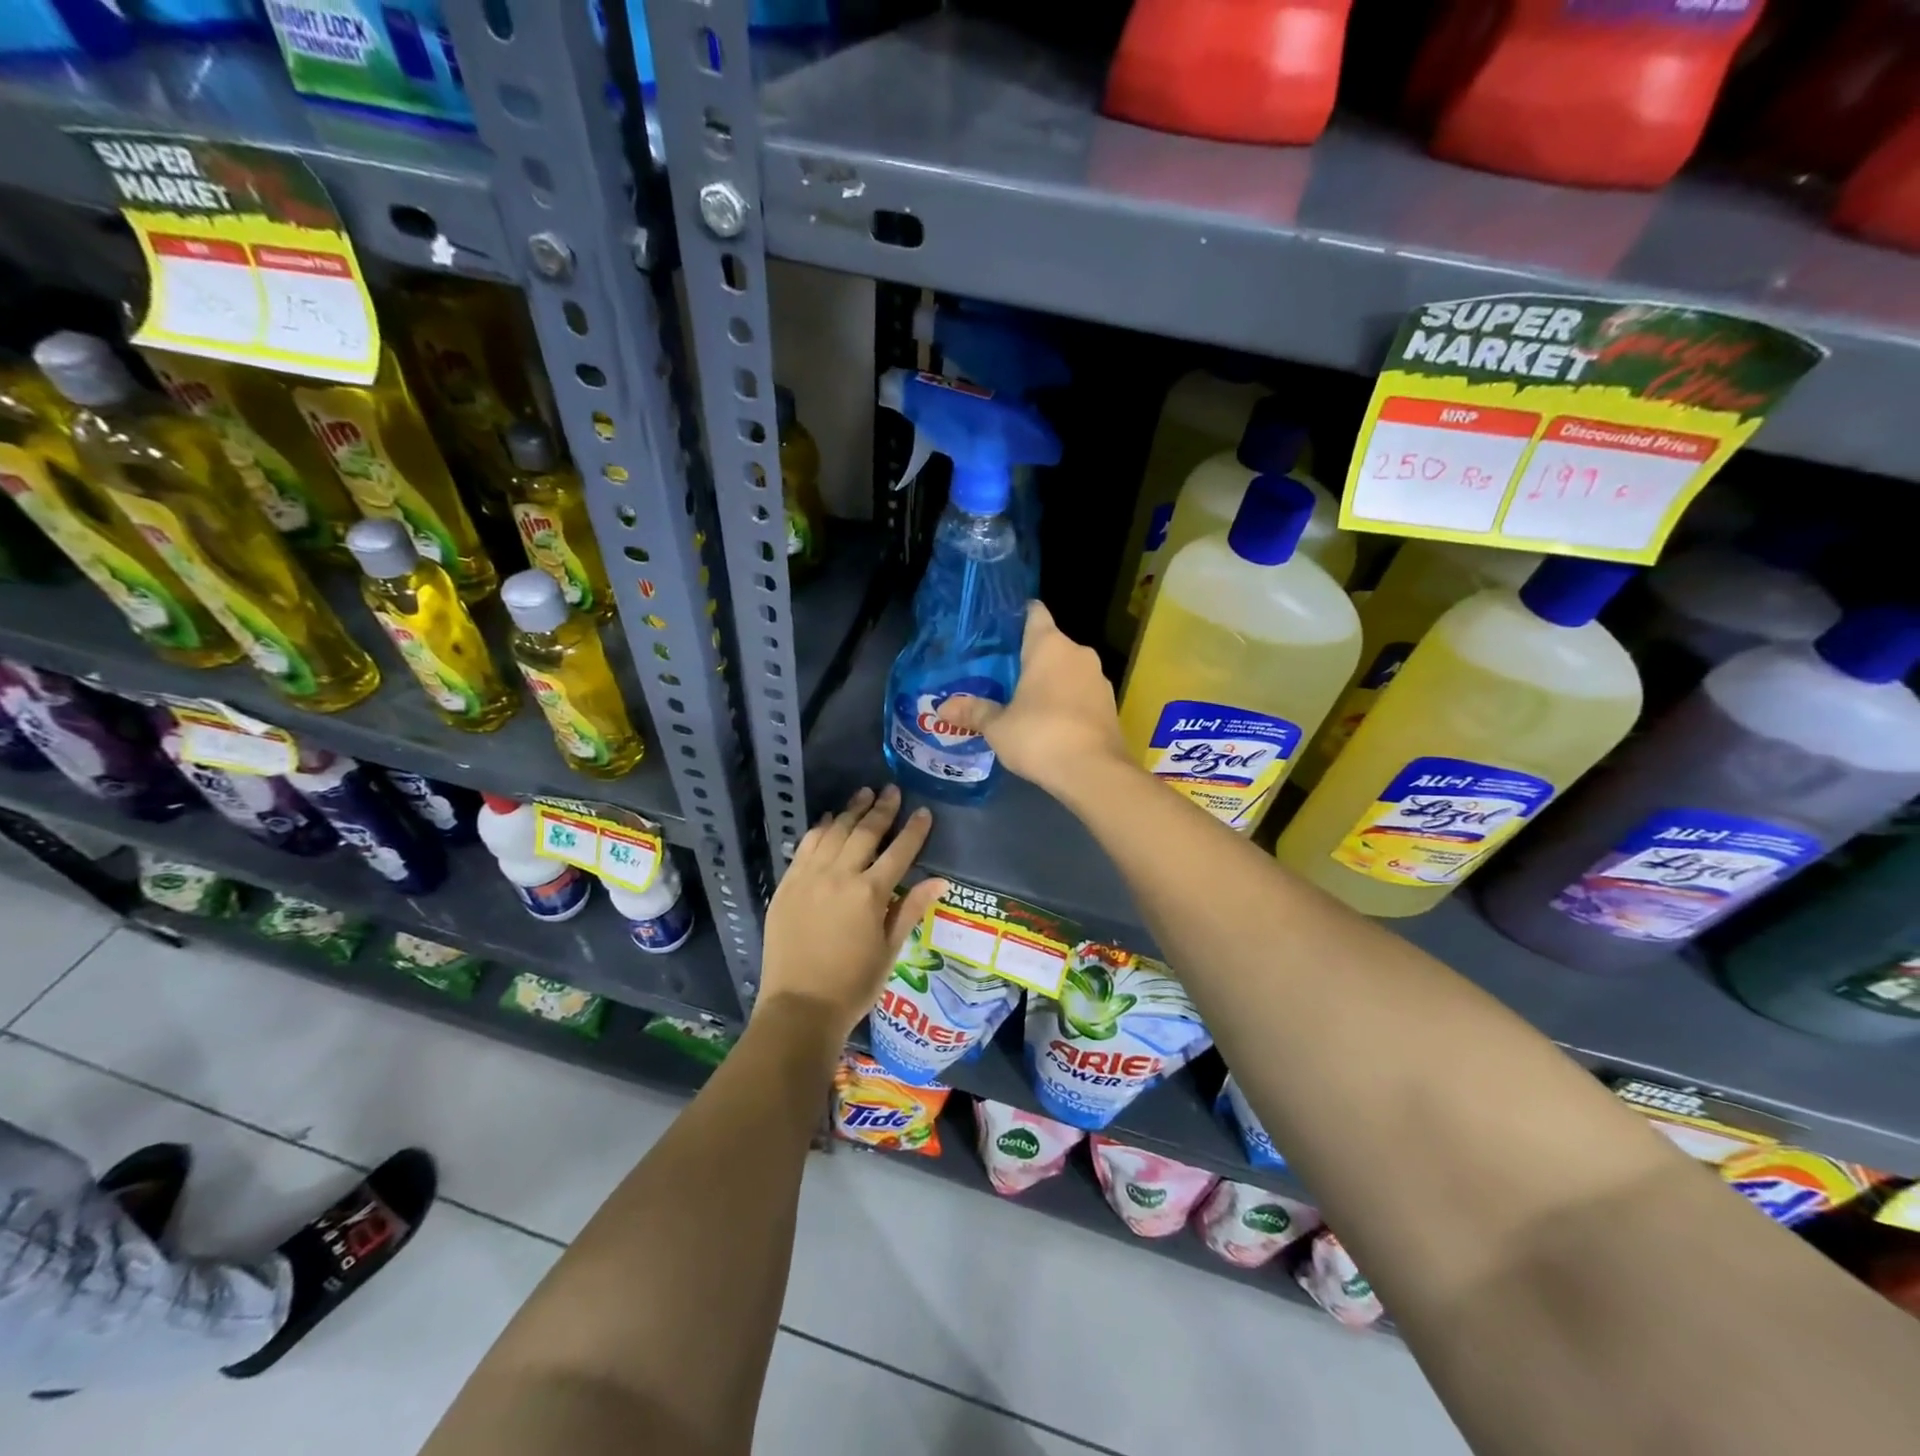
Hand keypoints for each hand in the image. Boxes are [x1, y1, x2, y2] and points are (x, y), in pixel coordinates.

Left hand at [759, 786, 946, 1041]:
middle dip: (882, 808)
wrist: (799, 1006)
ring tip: (864, 794)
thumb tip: (941, 880)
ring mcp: (809, 876)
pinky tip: (829, 819)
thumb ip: (911, 909)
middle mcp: (840, 875)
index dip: (914, 830)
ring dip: (851, 810)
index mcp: (870, 893)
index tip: (924, 812)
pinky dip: (821, 828)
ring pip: (834, 831)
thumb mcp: (890, 950)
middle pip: (865, 832)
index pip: (899, 851)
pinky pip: (806, 845)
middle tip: (892, 790)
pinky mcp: (788, 883)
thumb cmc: (853, 984)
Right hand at [939, 603, 1130, 799]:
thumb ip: (974, 712)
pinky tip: (1049, 723)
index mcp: (1049, 645)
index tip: (999, 631)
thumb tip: (942, 709)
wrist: (1094, 772)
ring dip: (1050, 682)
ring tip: (1024, 702)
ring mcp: (1099, 679)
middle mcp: (1079, 653)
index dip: (1017, 617)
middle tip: (1002, 676)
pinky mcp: (1110, 705)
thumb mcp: (998, 727)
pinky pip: (1081, 694)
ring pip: (1068, 670)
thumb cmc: (1039, 736)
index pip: (1034, 613)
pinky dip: (1067, 702)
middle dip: (1029, 658)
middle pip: (1050, 644)